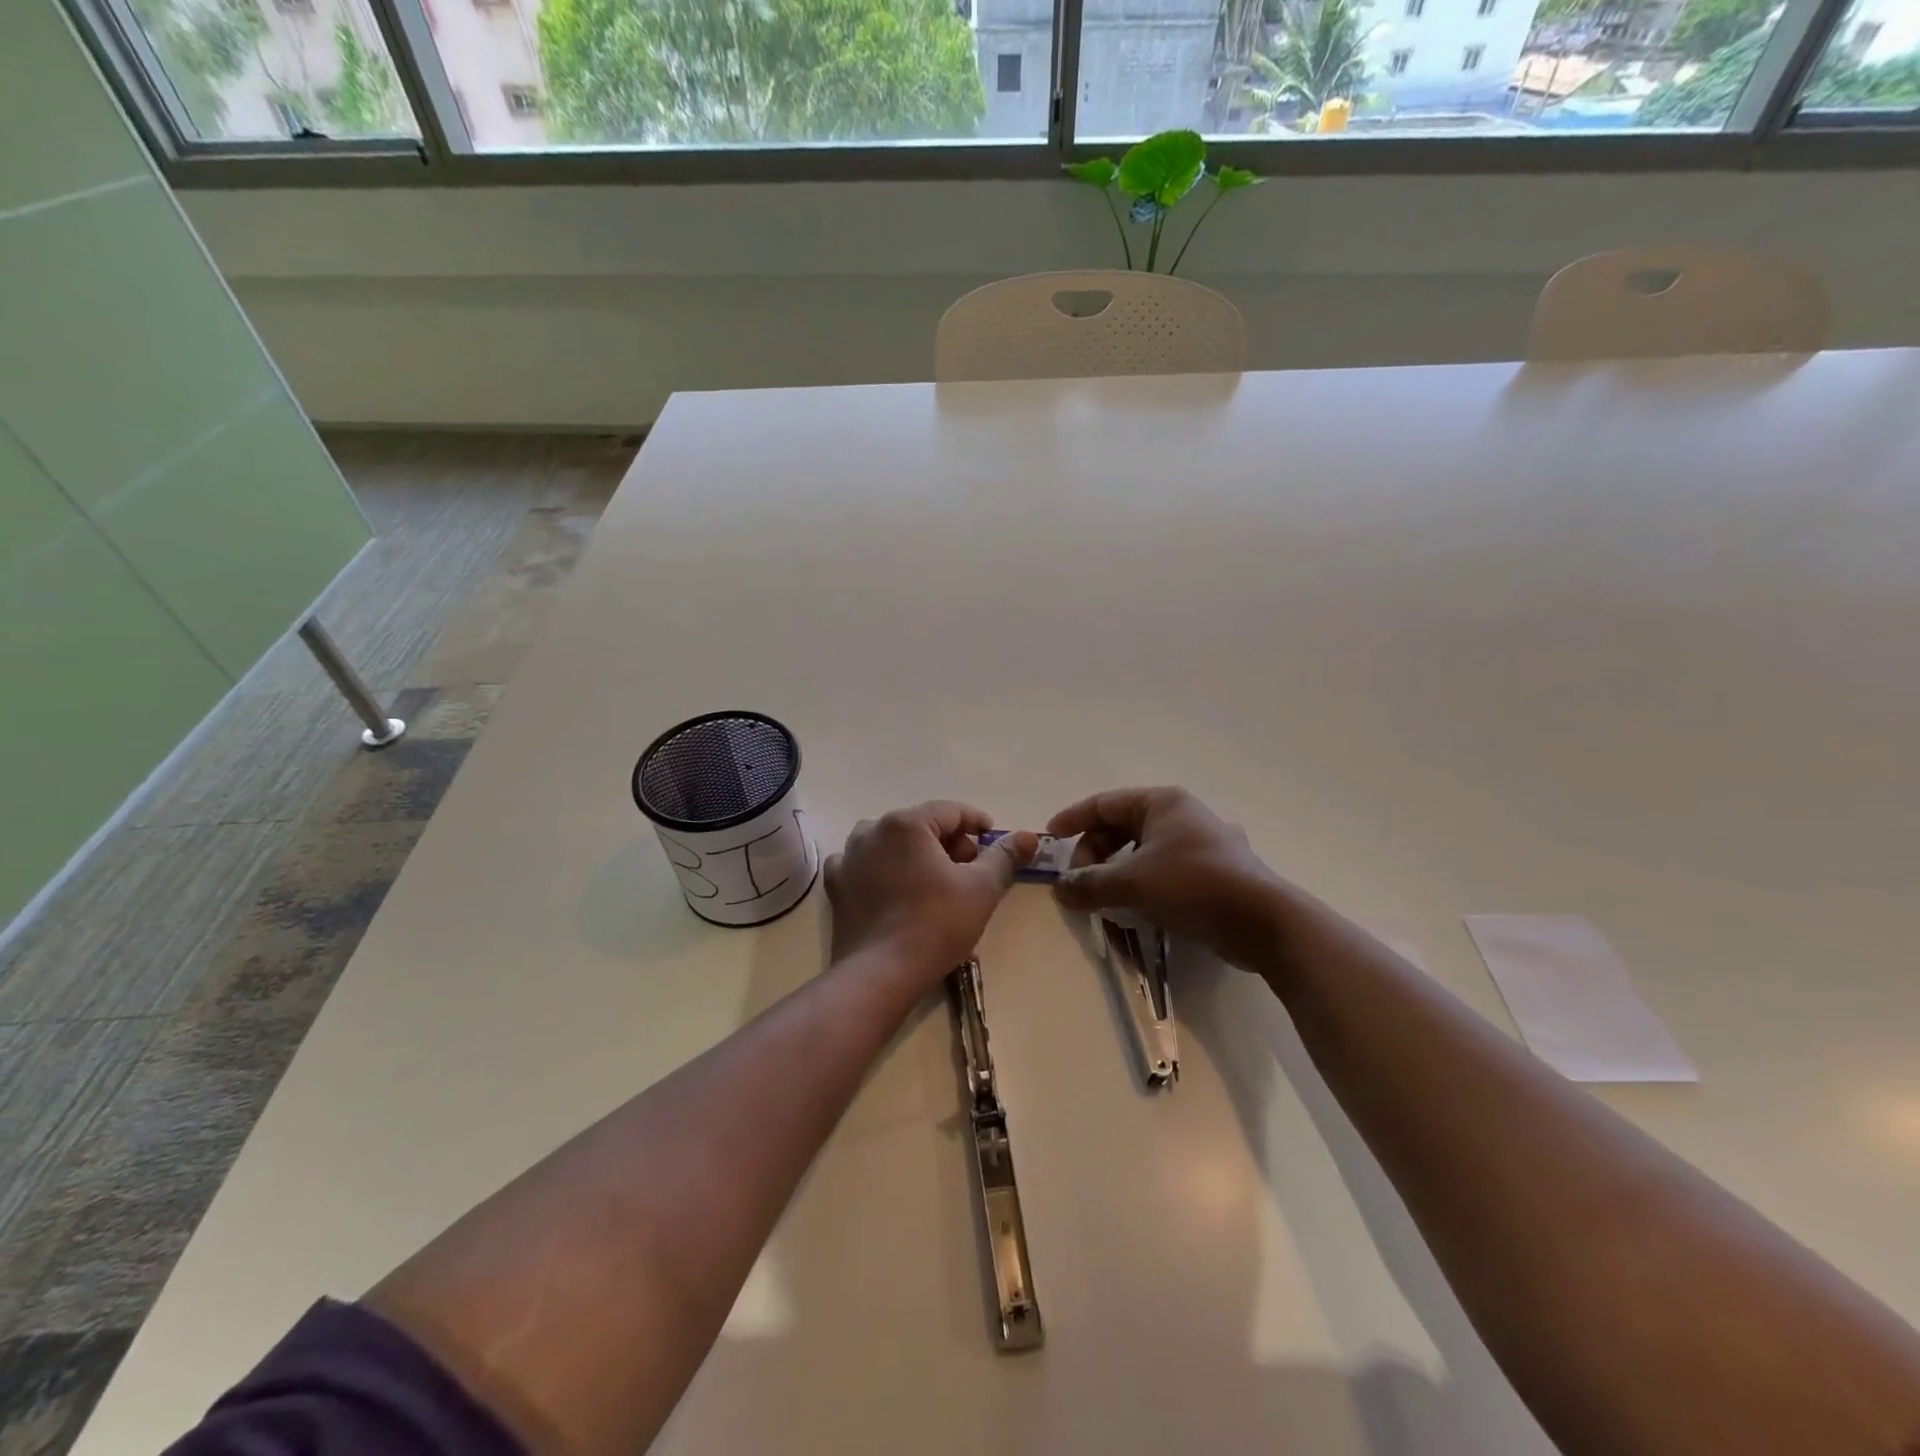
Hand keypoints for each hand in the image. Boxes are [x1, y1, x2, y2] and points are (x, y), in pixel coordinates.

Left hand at [825, 802, 1036, 984]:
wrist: (879, 975)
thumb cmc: (935, 925)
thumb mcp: (981, 889)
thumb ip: (1004, 856)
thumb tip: (1028, 836)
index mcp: (906, 823)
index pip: (952, 811)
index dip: (978, 824)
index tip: (995, 844)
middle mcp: (872, 830)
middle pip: (922, 825)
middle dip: (950, 843)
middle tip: (970, 872)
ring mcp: (848, 858)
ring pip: (892, 843)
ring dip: (917, 854)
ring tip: (935, 882)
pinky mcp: (837, 886)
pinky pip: (864, 865)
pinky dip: (883, 870)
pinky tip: (895, 889)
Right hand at [1048, 787, 1285, 968]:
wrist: (1262, 921)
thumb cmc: (1192, 885)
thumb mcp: (1131, 883)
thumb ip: (1089, 884)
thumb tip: (1059, 890)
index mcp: (1162, 803)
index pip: (1105, 803)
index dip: (1074, 819)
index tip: (1051, 837)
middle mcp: (1183, 815)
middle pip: (1122, 827)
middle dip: (1094, 854)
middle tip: (1078, 882)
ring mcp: (1202, 844)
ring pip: (1143, 852)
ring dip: (1116, 873)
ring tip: (1102, 898)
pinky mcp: (1213, 872)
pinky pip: (1163, 871)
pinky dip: (1141, 885)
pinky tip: (1135, 909)